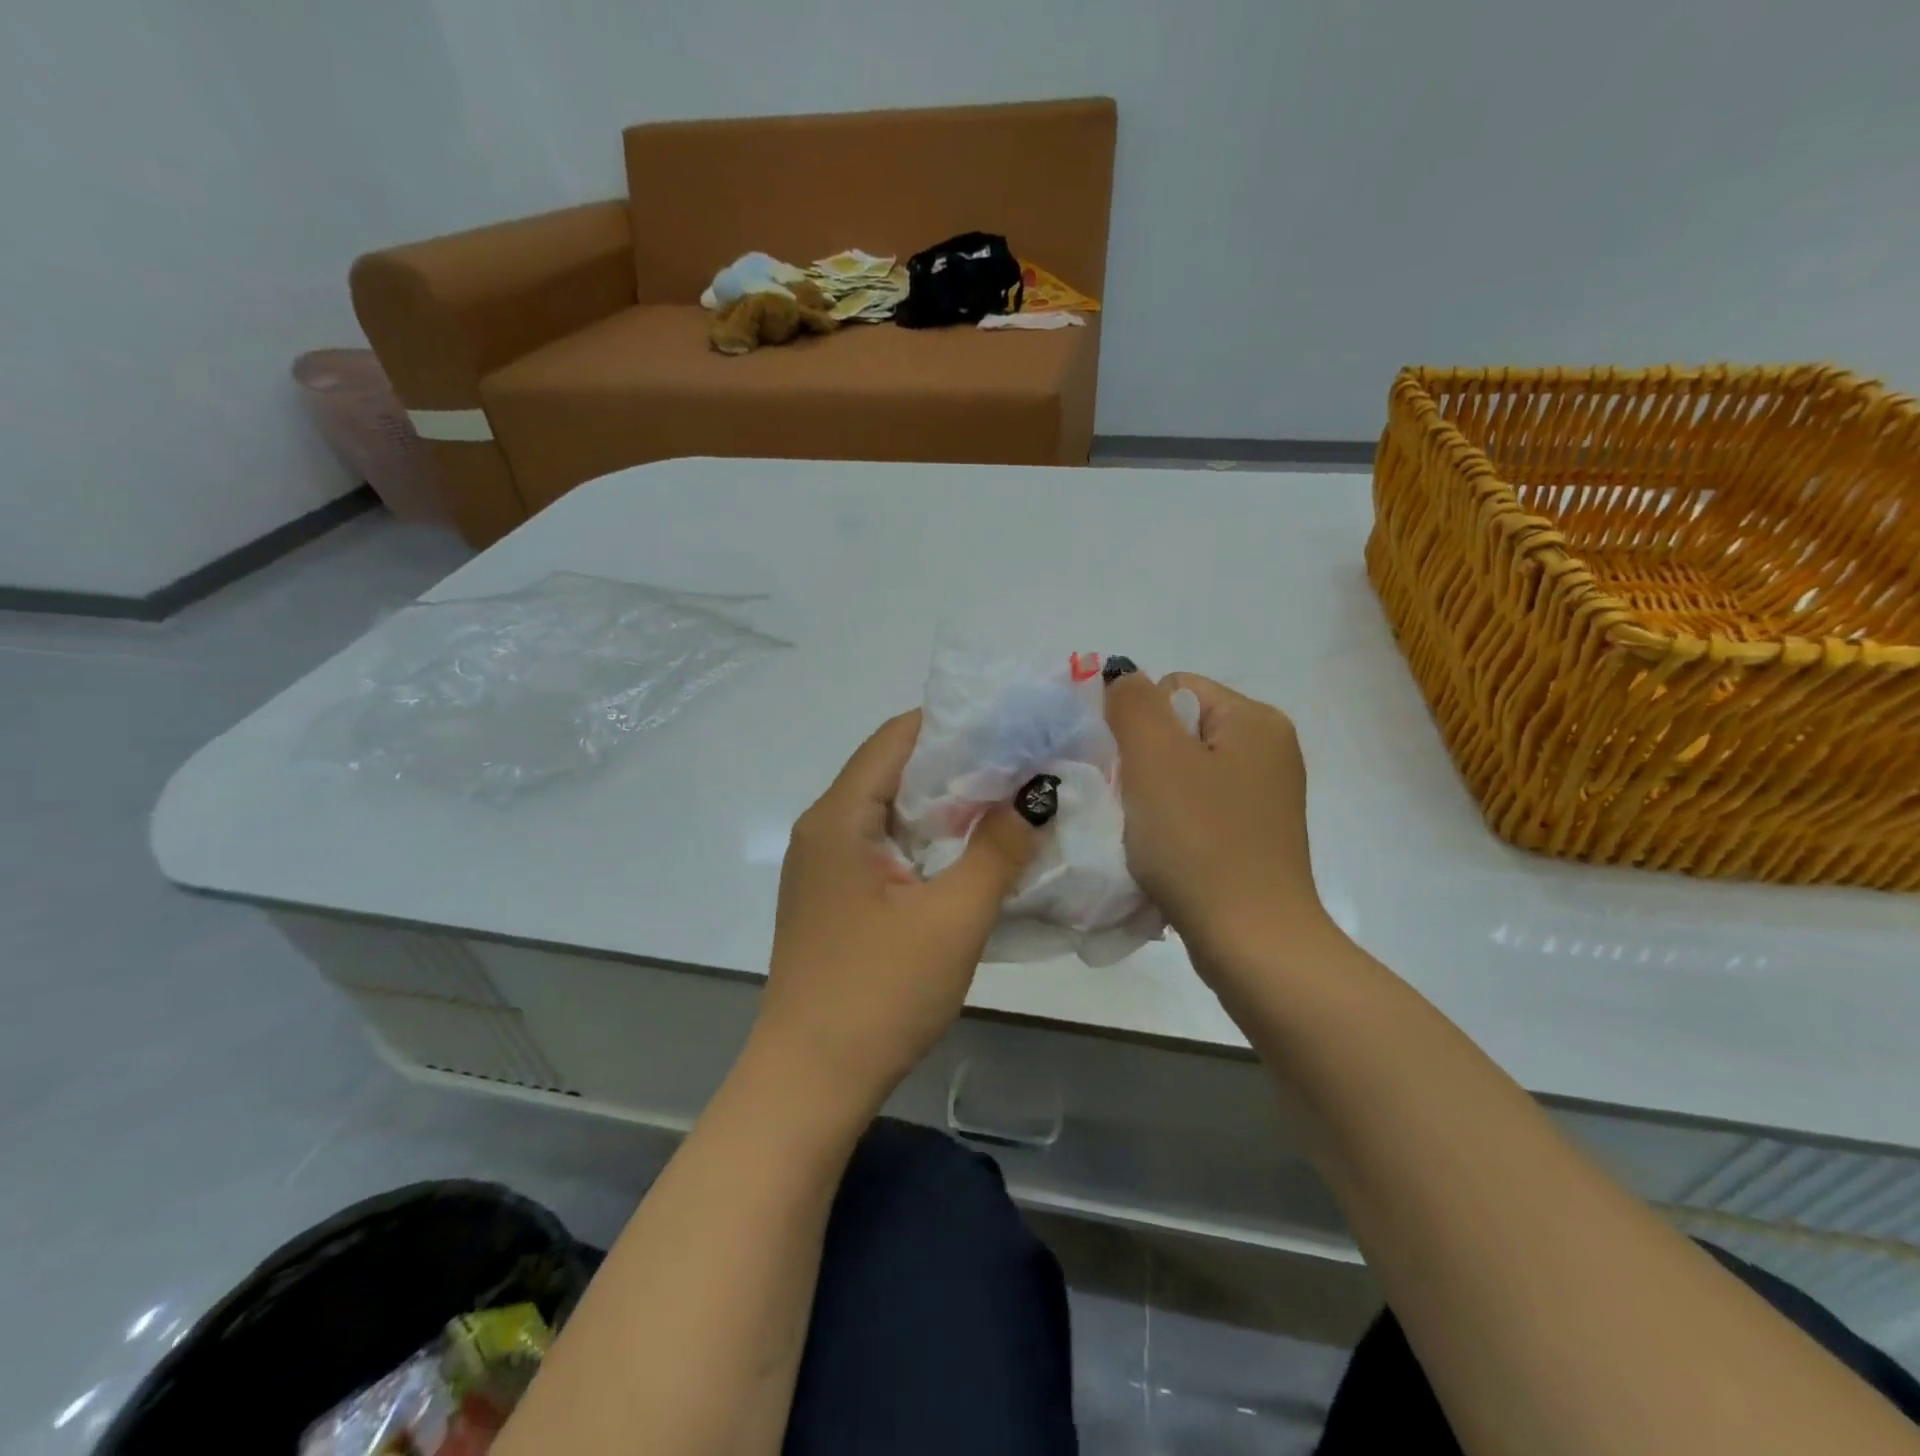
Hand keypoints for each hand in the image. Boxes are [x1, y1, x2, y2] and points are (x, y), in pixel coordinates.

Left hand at [753, 711, 1041, 1113]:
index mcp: (839, 817)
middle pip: (894, 771)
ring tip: (1010, 804)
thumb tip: (1037, 791)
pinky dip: (929, 842)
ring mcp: (825, 867)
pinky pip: (886, 848)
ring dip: (947, 807)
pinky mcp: (835, 899)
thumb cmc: (879, 994)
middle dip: (959, 764)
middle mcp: (824, 829)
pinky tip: (971, 856)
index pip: (897, 737)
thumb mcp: (953, 918)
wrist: (810, 1084)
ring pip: (892, 812)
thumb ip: (998, 848)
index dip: (955, 724)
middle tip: (1025, 765)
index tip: (1013, 726)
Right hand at [1106, 672, 1335, 981]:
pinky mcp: (1255, 837)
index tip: (1131, 773)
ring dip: (1153, 799)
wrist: (1251, 943)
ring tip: (1147, 835)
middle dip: (1143, 764)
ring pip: (1182, 775)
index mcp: (1256, 720)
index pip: (1173, 689)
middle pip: (1178, 732)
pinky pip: (1198, 811)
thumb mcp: (1155, 757)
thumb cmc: (1200, 842)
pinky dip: (1173, 827)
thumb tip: (1123, 678)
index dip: (1137, 725)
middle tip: (1134, 806)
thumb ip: (1132, 703)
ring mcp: (1265, 797)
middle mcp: (1269, 750)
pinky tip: (1166, 855)